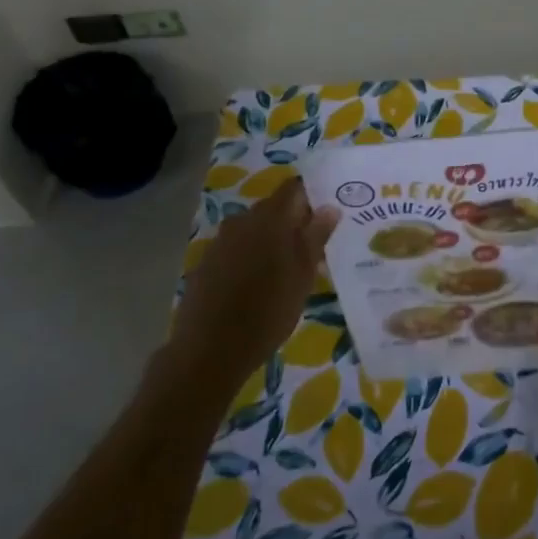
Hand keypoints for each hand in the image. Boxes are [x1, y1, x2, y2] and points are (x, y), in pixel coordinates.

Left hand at [168, 178, 338, 386]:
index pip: (294, 188)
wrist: (209, 350)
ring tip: (288, 270)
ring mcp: (221, 240)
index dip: (312, 196)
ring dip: (272, 241)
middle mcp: (242, 220)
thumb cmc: (267, 312)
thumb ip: (316, 237)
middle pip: (274, 208)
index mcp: (270, 218)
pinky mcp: (207, 262)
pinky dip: (251, 256)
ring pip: (255, 229)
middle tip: (314, 249)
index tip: (327, 216)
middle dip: (294, 222)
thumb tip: (330, 207)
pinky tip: (258, 284)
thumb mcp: (303, 276)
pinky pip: (237, 248)